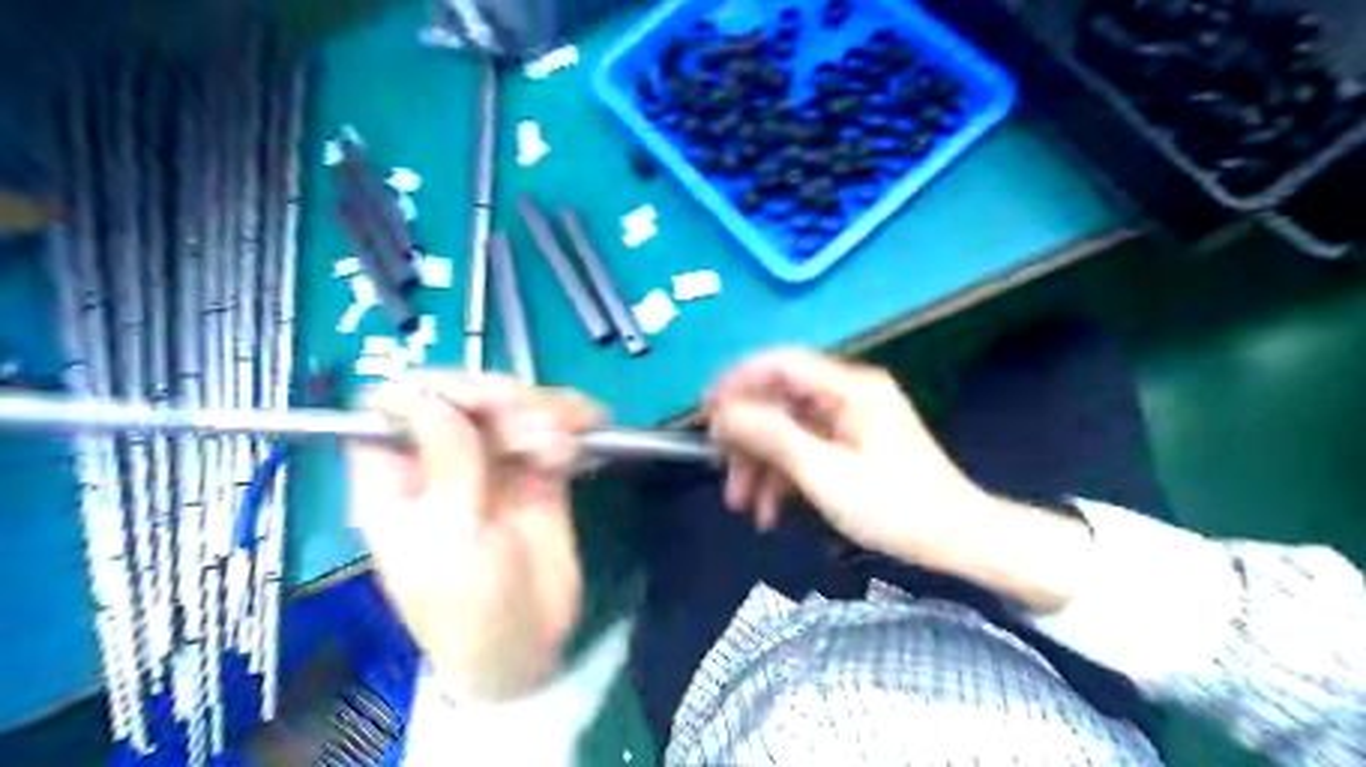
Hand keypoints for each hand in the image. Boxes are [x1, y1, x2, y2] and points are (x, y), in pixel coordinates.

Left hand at [347, 371, 598, 699]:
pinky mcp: (538, 469)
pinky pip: (553, 428)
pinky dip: (572, 422)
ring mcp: (494, 461)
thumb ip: (445, 466)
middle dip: (503, 400)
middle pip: (465, 394)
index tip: (477, 404)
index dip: (434, 390)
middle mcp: (444, 459)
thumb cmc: (468, 608)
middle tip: (536, 431)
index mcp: (398, 477)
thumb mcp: (450, 541)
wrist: (527, 647)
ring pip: (514, 404)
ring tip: (563, 449)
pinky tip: (584, 439)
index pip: (396, 404)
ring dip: (545, 411)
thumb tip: (429, 396)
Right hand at [705, 351, 981, 564]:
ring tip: (743, 506)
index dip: (735, 383)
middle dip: (748, 439)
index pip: (778, 364)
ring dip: (762, 465)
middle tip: (722, 474)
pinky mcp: (852, 445)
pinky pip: (806, 450)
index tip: (704, 414)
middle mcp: (847, 394)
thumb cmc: (896, 507)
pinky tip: (770, 512)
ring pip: (789, 430)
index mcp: (848, 387)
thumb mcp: (825, 473)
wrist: (959, 540)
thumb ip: (771, 436)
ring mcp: (850, 420)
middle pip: (779, 401)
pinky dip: (785, 476)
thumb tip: (724, 412)